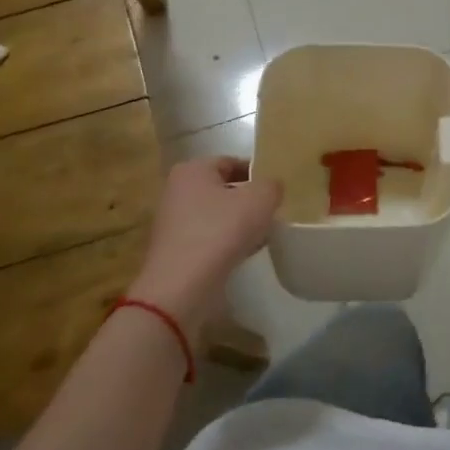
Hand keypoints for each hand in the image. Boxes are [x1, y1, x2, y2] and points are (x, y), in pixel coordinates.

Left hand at [128, 157, 281, 338]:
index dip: (257, 173)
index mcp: (192, 170)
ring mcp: (173, 222)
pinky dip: (226, 243)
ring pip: (217, 215)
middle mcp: (177, 191)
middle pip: (223, 189)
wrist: (181, 288)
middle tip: (273, 212)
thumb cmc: (220, 232)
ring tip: (263, 235)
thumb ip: (271, 185)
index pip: (231, 162)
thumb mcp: (260, 199)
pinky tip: (244, 254)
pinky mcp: (175, 251)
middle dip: (248, 200)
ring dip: (239, 223)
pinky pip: (208, 238)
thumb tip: (271, 187)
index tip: (276, 189)